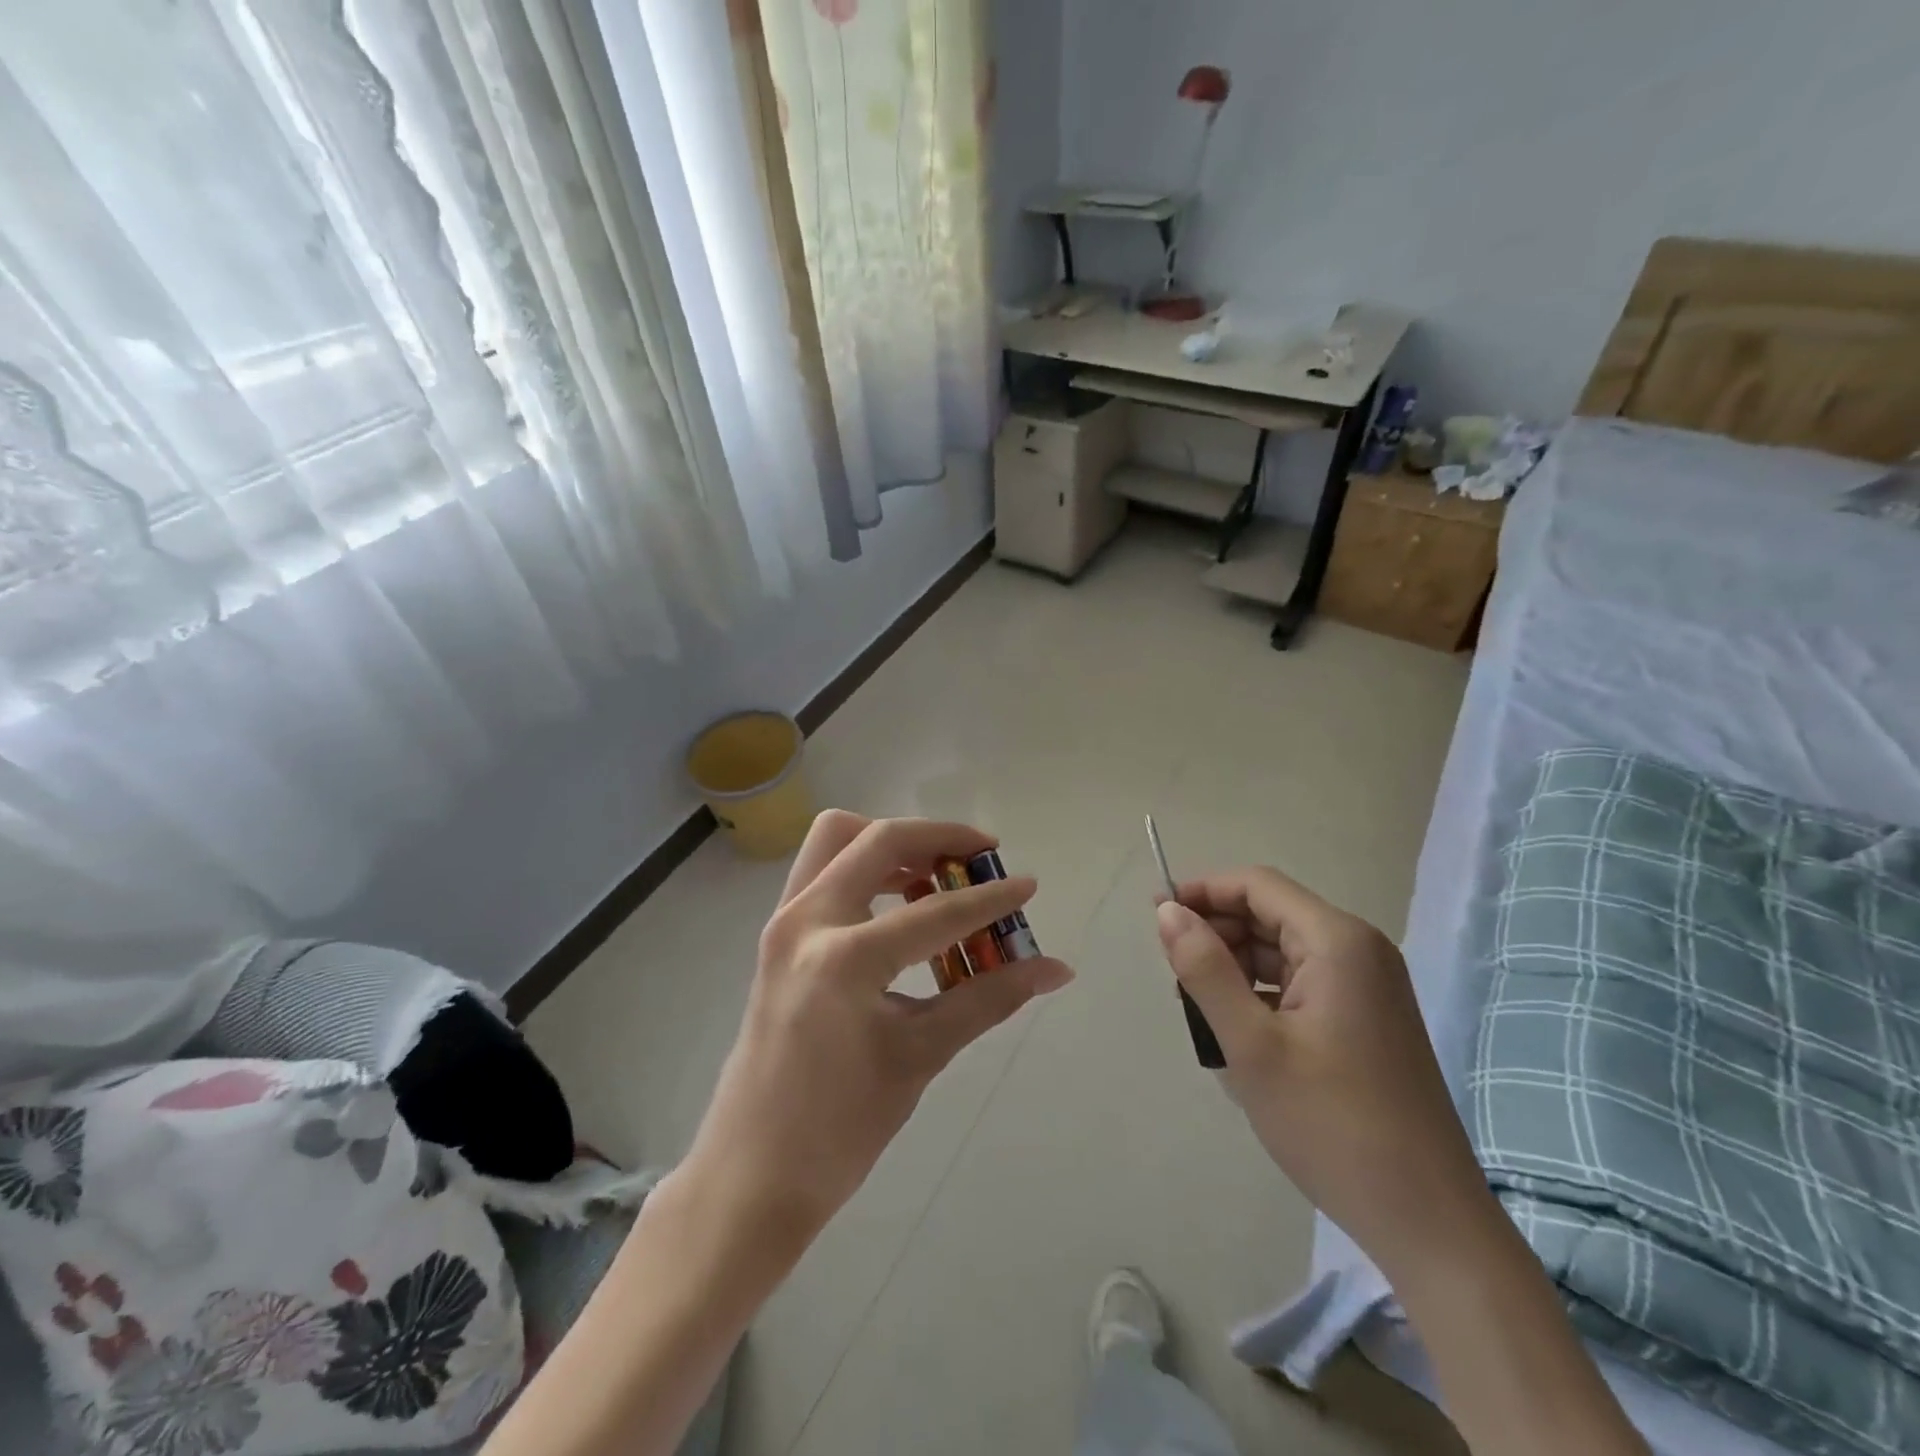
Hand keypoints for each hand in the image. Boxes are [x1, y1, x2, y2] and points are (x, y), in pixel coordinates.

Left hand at [679, 811, 1073, 1243]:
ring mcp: (784, 924)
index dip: (989, 899)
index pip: (934, 913)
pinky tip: (899, 905)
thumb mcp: (920, 1056)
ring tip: (938, 876)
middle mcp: (806, 920)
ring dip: (891, 844)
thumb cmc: (840, 1127)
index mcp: (843, 957)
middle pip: (876, 839)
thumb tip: (1055, 969)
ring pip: (837, 840)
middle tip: (981, 856)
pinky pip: (822, 871)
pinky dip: (864, 867)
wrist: (752, 1175)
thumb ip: (988, 998)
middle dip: (936, 838)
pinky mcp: (777, 936)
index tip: (1028, 885)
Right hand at [1155, 867, 1495, 1278]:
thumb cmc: (1332, 1124)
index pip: (1257, 885)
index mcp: (1337, 941)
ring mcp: (1368, 985)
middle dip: (1217, 931)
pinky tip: (1238, 1030)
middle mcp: (1359, 950)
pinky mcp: (1367, 1017)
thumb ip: (1204, 969)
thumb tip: (1167, 911)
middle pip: (1270, 913)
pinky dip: (1262, 991)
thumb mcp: (1251, 1045)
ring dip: (1235, 965)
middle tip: (1175, 975)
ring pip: (1283, 949)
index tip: (1156, 917)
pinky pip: (1301, 981)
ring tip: (1200, 1009)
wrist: (1427, 1222)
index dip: (1202, 890)